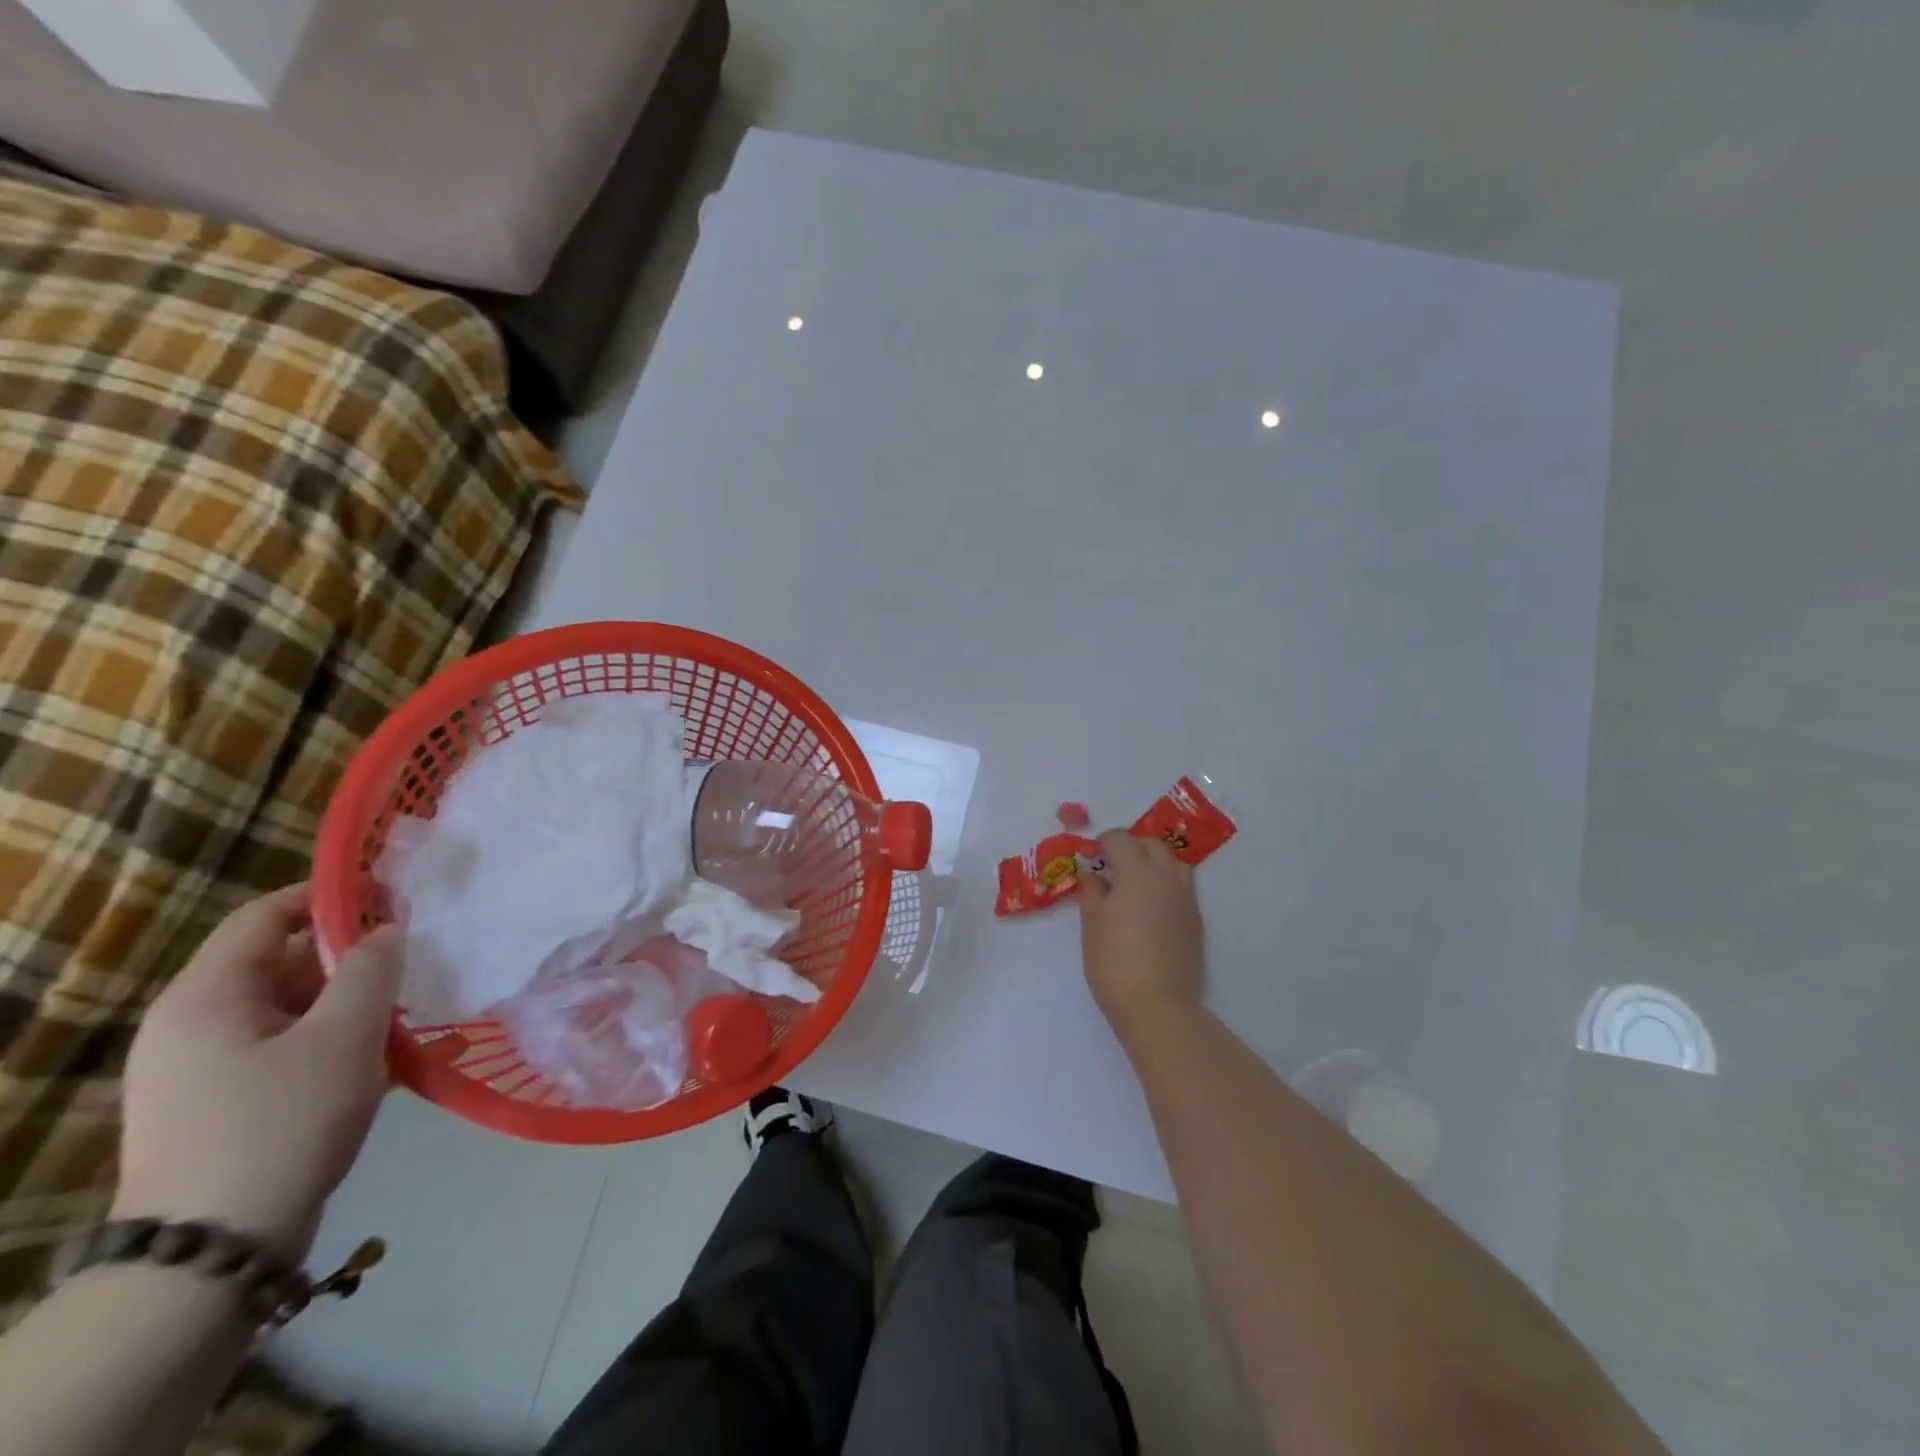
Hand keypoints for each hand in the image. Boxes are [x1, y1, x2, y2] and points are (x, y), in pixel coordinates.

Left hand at [112, 885, 402, 1261]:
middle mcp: (198, 1026)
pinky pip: (299, 1055)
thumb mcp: (343, 1036)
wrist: (210, 1258)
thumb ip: (372, 969)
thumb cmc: (279, 1124)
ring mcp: (212, 1072)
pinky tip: (414, 1059)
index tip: (395, 897)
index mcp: (207, 997)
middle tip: (424, 959)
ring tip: (428, 1011)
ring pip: (301, 1013)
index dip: (330, 897)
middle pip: (286, 965)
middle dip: (359, 960)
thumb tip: (387, 931)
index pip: (265, 916)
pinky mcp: (233, 1109)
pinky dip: (350, 1047)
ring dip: (364, 1007)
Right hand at [1078, 829, 1206, 1035]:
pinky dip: (1167, 885)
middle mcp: (1166, 877)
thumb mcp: (1092, 925)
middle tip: (1112, 867)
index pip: (1120, 838)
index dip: (1103, 842)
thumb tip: (1091, 873)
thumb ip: (1091, 892)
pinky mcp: (1196, 921)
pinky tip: (1152, 909)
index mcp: (1136, 872)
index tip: (1092, 858)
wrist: (1158, 1006)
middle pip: (1152, 844)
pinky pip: (1183, 887)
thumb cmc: (1114, 963)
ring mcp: (1186, 899)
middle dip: (1131, 847)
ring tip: (1137, 884)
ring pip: (1174, 862)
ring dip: (1154, 862)